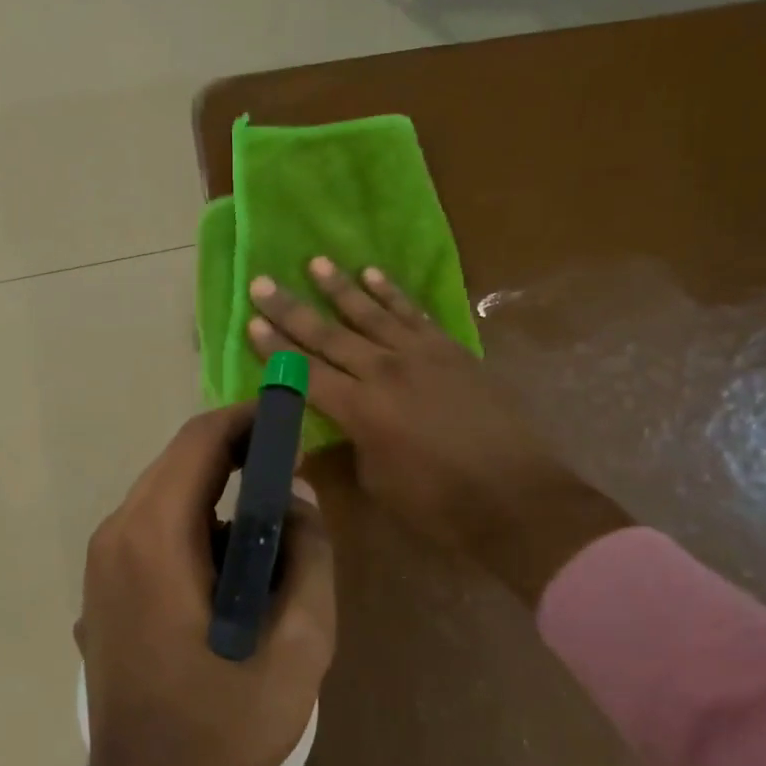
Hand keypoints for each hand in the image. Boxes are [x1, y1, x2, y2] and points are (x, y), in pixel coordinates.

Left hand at [59, 404, 335, 765]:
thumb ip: (309, 556)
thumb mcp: (298, 643)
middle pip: (179, 463)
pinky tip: (229, 576)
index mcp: (155, 536)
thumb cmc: (225, 726)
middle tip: (291, 474)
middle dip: (237, 457)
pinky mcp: (103, 590)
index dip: (248, 420)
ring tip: (270, 535)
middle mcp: (117, 535)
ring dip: (217, 498)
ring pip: (166, 498)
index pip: (200, 440)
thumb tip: (299, 499)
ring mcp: (102, 563)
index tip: (290, 422)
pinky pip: (153, 532)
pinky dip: (195, 529)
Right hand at [248, 259, 631, 601]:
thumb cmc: (438, 503)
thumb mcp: (377, 482)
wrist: (515, 496)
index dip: (275, 349)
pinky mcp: (451, 350)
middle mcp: (384, 371)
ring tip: (316, 262)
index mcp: (359, 409)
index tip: (250, 321)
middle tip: (263, 282)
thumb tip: (323, 434)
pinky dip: (392, 293)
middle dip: (292, 309)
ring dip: (341, 287)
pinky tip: (374, 274)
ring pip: (371, 313)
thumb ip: (347, 447)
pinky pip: (414, 313)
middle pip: (329, 335)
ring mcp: (421, 355)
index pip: (305, 372)